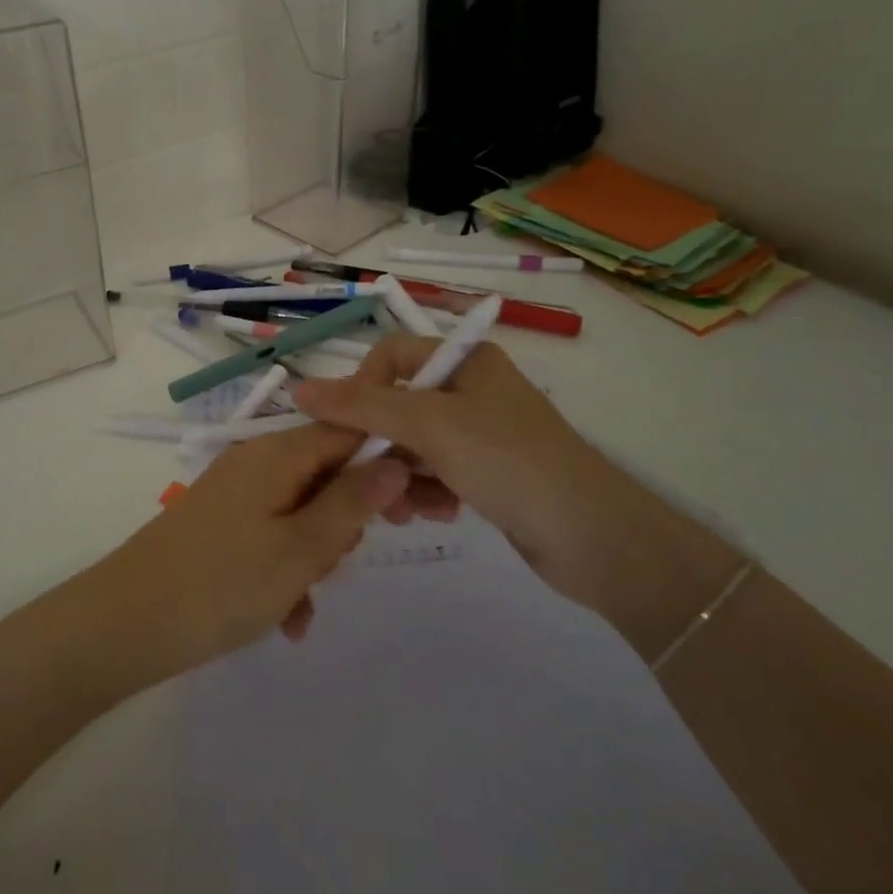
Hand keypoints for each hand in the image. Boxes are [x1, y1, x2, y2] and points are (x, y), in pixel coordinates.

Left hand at [91, 423, 408, 679]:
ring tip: (302, 600)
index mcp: (279, 453)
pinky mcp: (222, 522)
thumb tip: (395, 461)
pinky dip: (286, 570)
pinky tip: (286, 617)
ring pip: (303, 511)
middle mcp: (257, 461)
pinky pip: (273, 535)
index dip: (388, 461)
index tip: (417, 504)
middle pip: (328, 472)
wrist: (128, 622)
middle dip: (347, 519)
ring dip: (316, 555)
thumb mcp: (302, 548)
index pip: (350, 430)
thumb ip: (353, 502)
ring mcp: (237, 491)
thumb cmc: (224, 583)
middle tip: (342, 562)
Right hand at [292, 335, 642, 605]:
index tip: (347, 427)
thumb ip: (361, 406)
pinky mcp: (490, 473)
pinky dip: (428, 492)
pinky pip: (438, 473)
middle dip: (380, 444)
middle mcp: (473, 389)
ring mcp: (483, 433)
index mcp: (465, 360)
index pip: (391, 355)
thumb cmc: (507, 461)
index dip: (361, 386)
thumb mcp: (428, 425)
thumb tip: (298, 388)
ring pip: (414, 445)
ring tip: (403, 510)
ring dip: (400, 476)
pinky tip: (435, 516)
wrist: (594, 538)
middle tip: (367, 481)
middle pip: (399, 405)